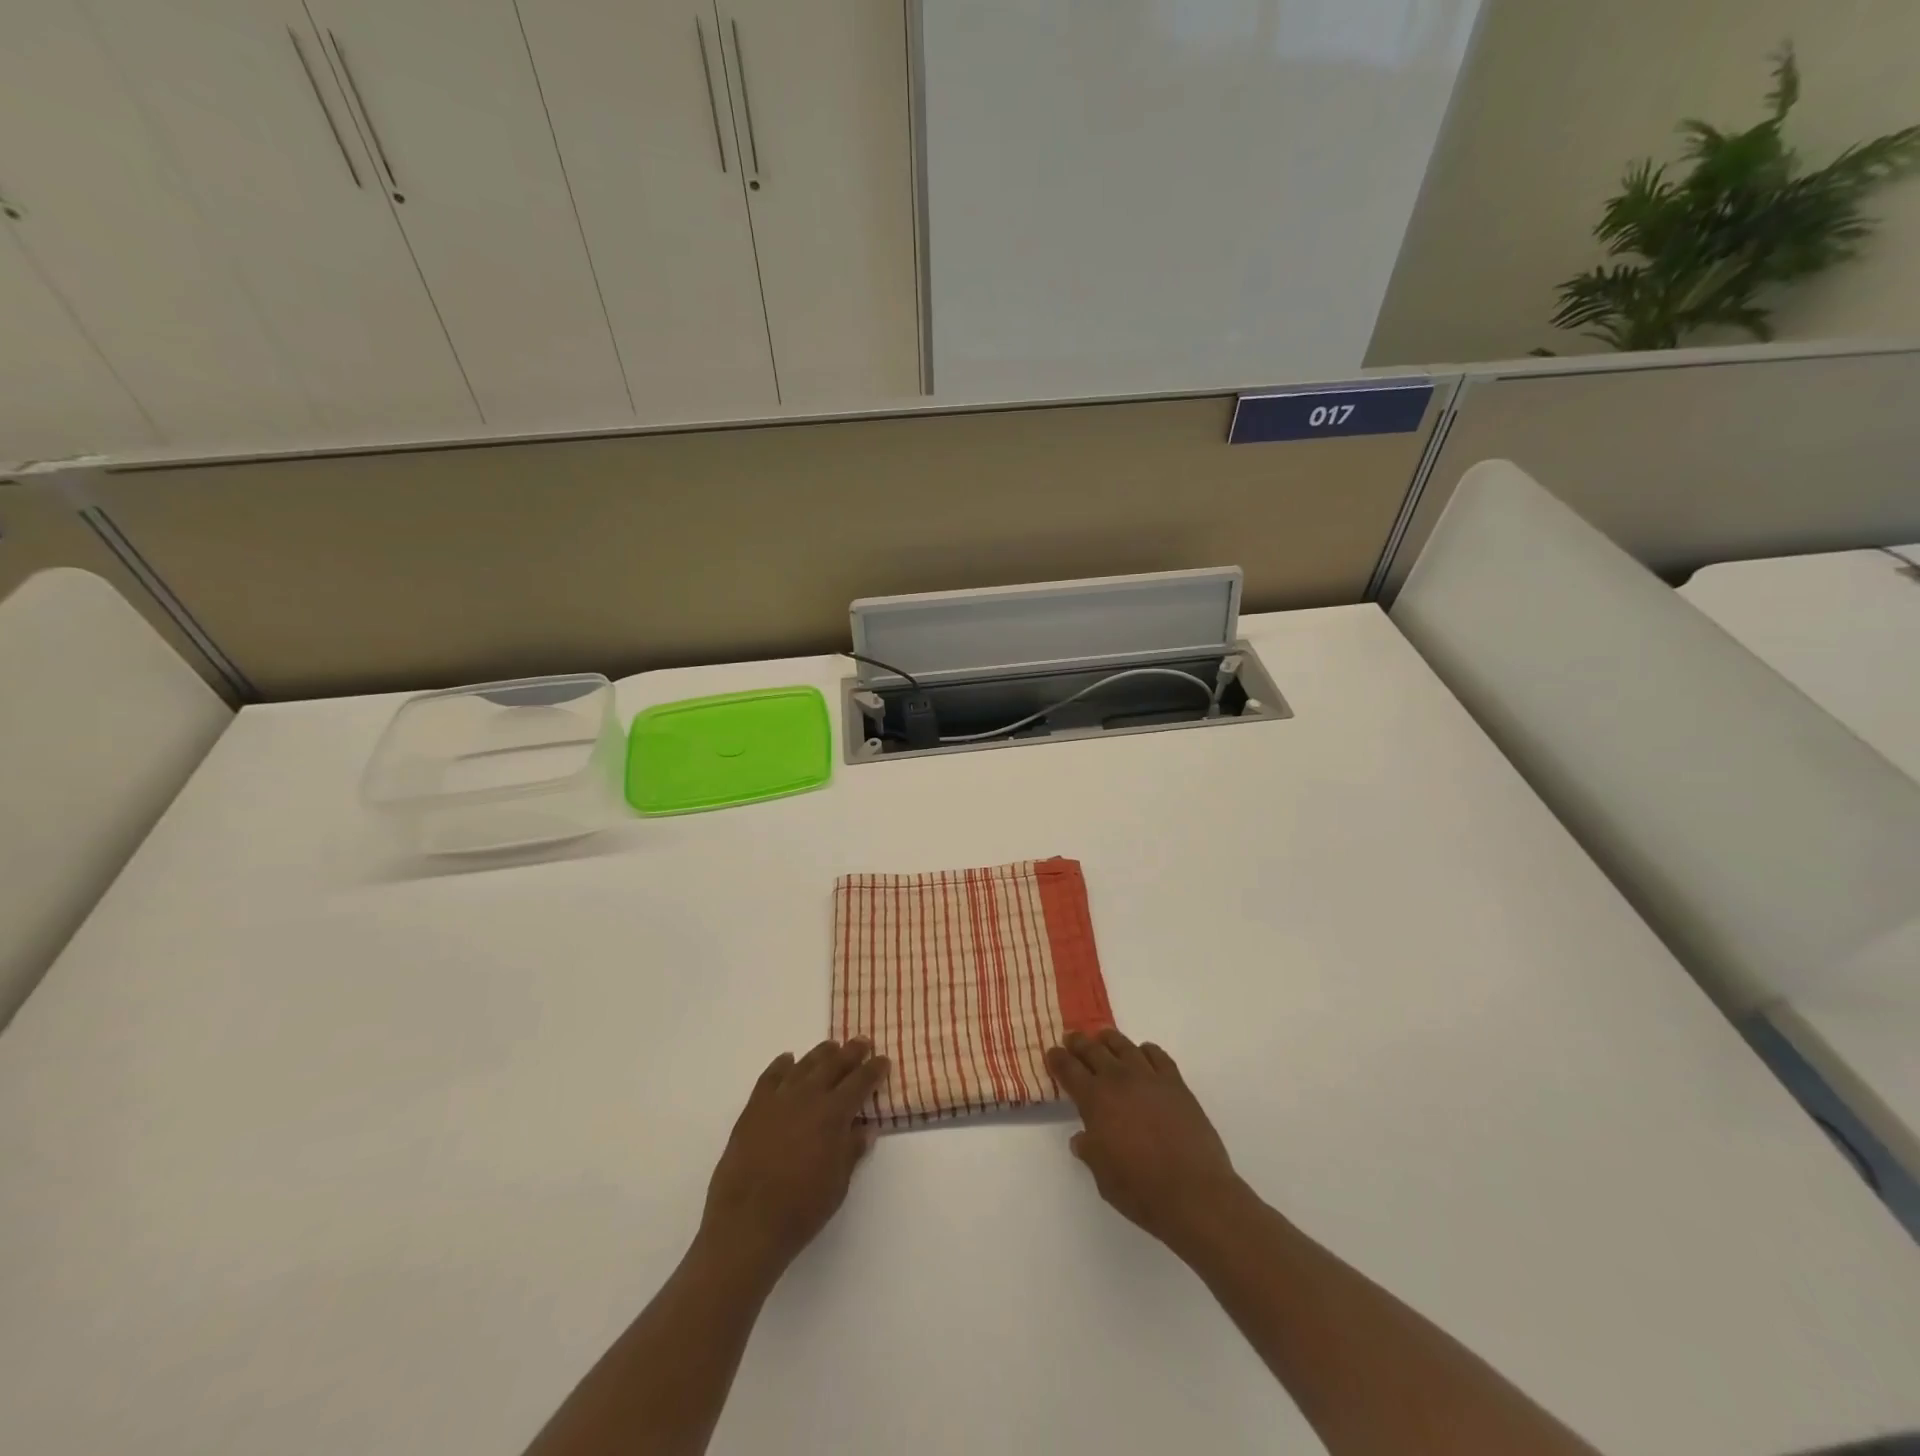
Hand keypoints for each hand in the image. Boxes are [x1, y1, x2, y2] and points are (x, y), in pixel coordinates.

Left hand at [699, 1039, 890, 1280]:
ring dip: (820, 1053)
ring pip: (804, 1065)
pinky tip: (788, 1060)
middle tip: (862, 1042)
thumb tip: (865, 1128)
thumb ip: (851, 1151)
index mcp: (833, 1114)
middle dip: (851, 1052)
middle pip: (833, 1064)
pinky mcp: (753, 1108)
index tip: (883, 1060)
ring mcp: (778, 1099)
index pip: (860, 1082)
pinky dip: (781, 1065)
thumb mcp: (838, 1184)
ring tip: (831, 1047)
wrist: (747, 1224)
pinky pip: (770, 1077)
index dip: (874, 1069)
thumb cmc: (801, 1209)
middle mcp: (808, 1097)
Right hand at [1047, 1030, 1246, 1252]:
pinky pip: (1157, 1055)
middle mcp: (1118, 1080)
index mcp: (1095, 1100)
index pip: (1069, 1070)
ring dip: (1109, 1039)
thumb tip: (1082, 1137)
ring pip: (1124, 1046)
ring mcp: (1149, 1077)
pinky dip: (1146, 1050)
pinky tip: (1143, 1054)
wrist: (1193, 1192)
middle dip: (1079, 1043)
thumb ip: (1089, 1150)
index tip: (1052, 1052)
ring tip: (1103, 1037)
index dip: (1058, 1059)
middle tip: (1072, 1038)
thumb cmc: (1140, 1190)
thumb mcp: (1102, 1176)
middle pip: (1093, 1050)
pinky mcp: (1175, 1083)